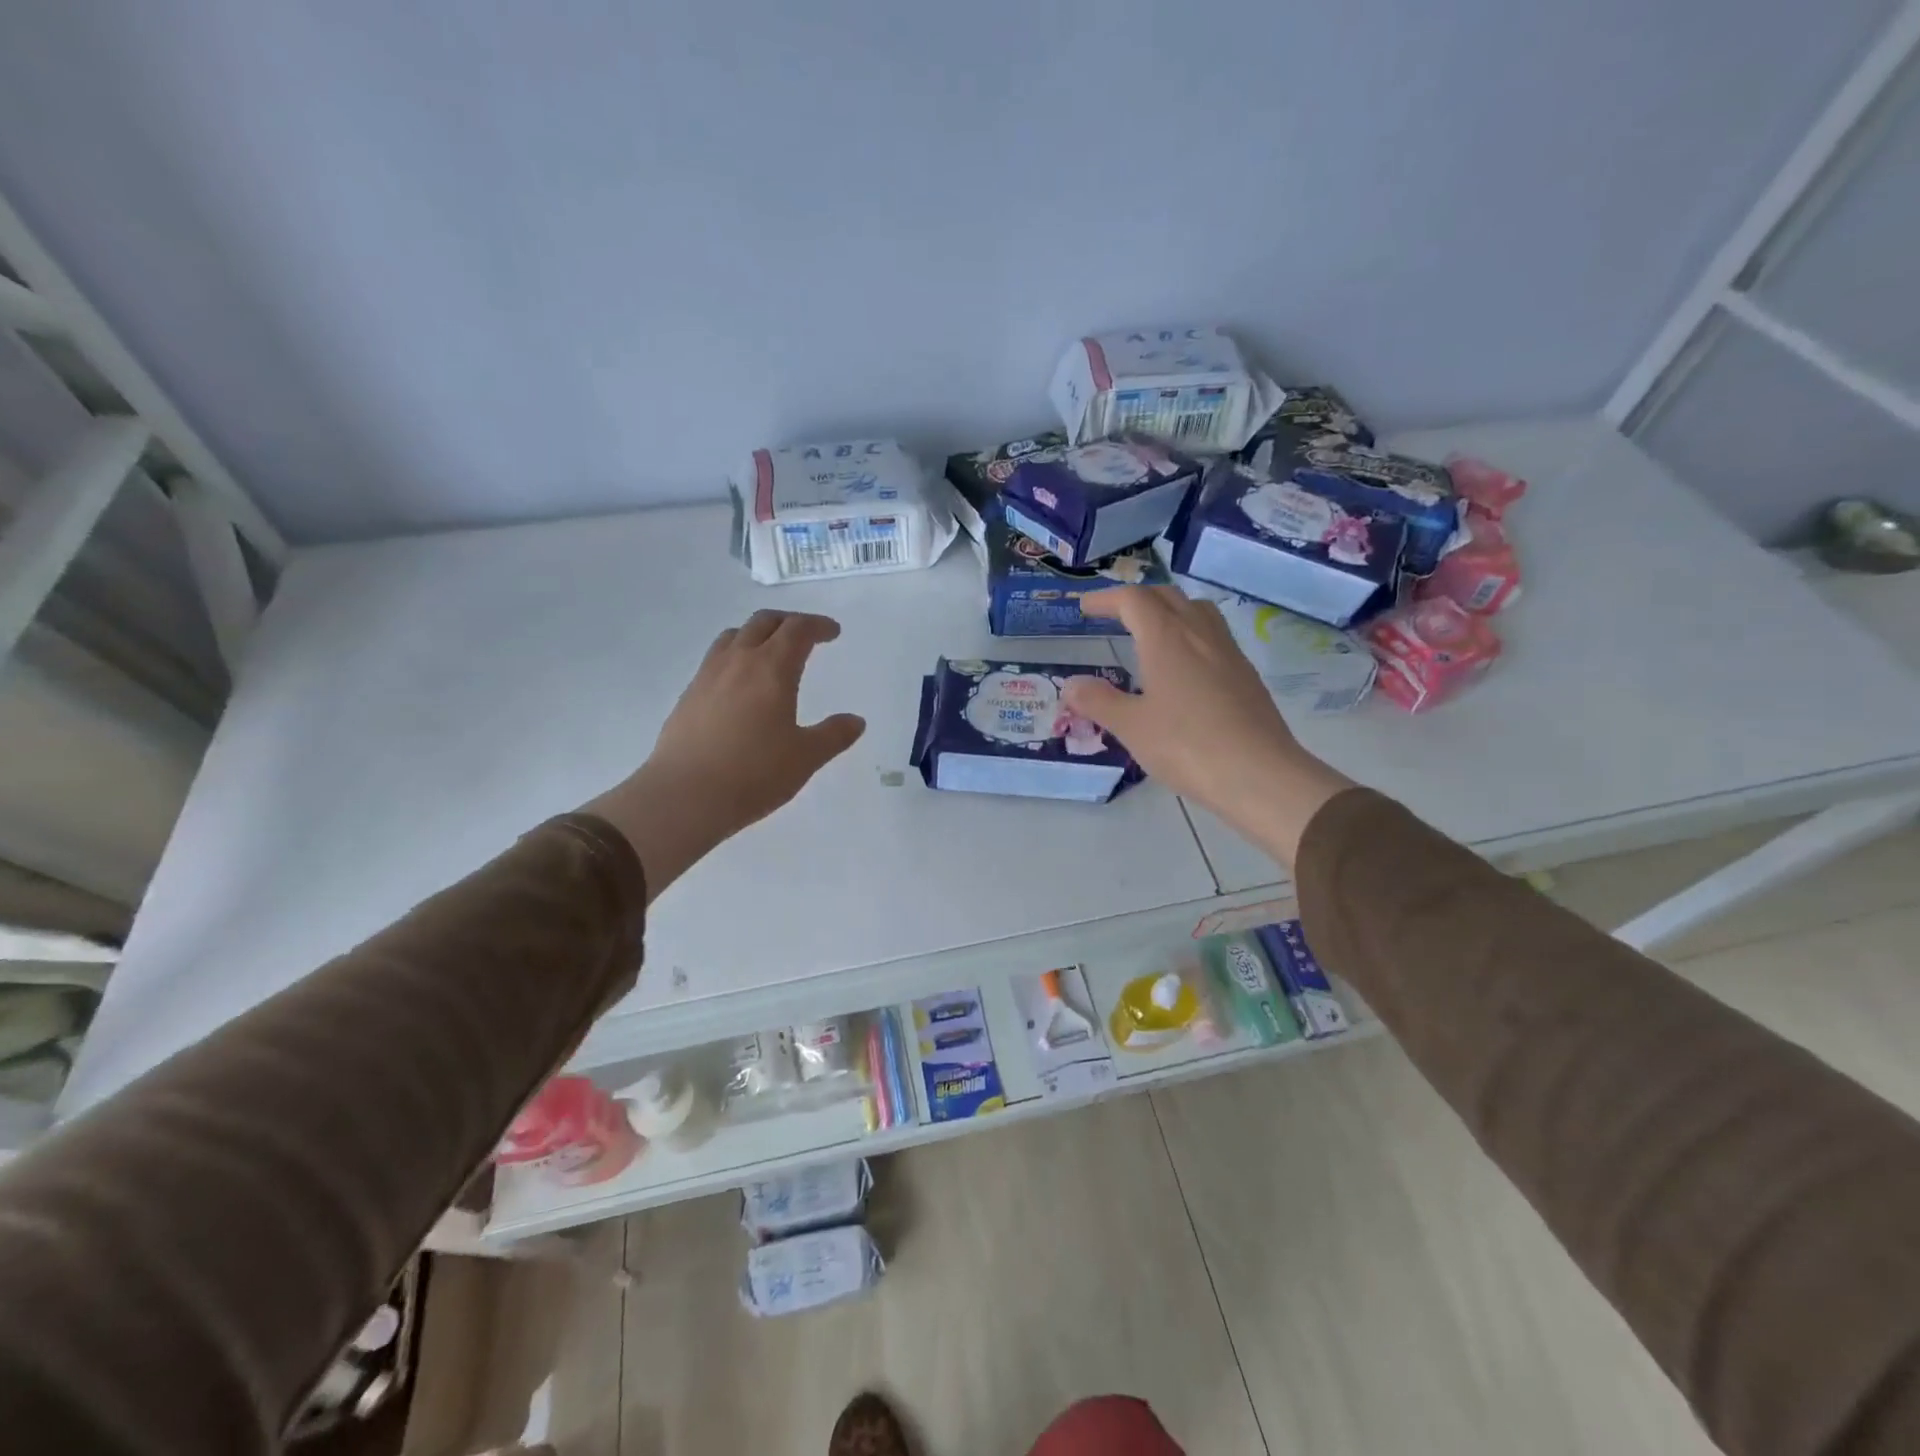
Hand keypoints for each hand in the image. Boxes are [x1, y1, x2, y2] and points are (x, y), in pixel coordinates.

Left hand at [583, 610, 865, 899]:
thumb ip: (833, 735)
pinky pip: (715, 660)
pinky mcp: (688, 696)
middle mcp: (738, 662)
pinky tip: (739, 685)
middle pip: (763, 622)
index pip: (797, 629)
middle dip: (788, 622)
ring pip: (733, 636)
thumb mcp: (805, 758)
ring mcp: (707, 676)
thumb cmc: (754, 774)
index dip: (818, 625)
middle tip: (805, 635)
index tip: (832, 632)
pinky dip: (735, 657)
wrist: (684, 796)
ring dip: (757, 634)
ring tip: (770, 652)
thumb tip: (855, 721)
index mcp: (772, 669)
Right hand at [1062, 587, 1352, 866]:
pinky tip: (1184, 669)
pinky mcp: (1246, 676)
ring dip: (1169, 611)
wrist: (1260, 775)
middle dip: (1137, 600)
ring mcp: (1229, 653)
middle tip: (1114, 615)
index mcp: (1167, 638)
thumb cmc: (1187, 746)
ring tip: (1150, 633)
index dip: (1106, 599)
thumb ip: (1098, 701)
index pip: (1133, 600)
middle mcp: (1200, 634)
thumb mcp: (1131, 727)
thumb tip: (1070, 684)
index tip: (1085, 608)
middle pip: (1167, 597)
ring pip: (1197, 612)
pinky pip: (1214, 638)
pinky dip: (1190, 636)